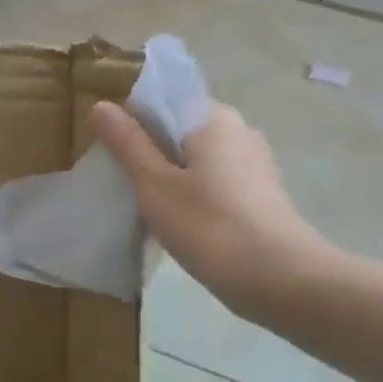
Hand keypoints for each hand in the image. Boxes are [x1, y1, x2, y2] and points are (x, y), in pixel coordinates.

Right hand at [90, 101, 324, 321]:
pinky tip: (181, 226)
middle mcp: (239, 131)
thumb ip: (128, 144)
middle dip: (151, 154)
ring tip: (147, 210)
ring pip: (199, 160)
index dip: (132, 123)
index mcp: (213, 117)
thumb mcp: (156, 184)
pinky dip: (195, 196)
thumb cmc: (210, 226)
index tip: (112, 156)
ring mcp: (255, 164)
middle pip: (181, 131)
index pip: (163, 101)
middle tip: (123, 186)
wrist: (281, 280)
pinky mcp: (262, 195)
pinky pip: (217, 184)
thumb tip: (102, 105)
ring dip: (172, 178)